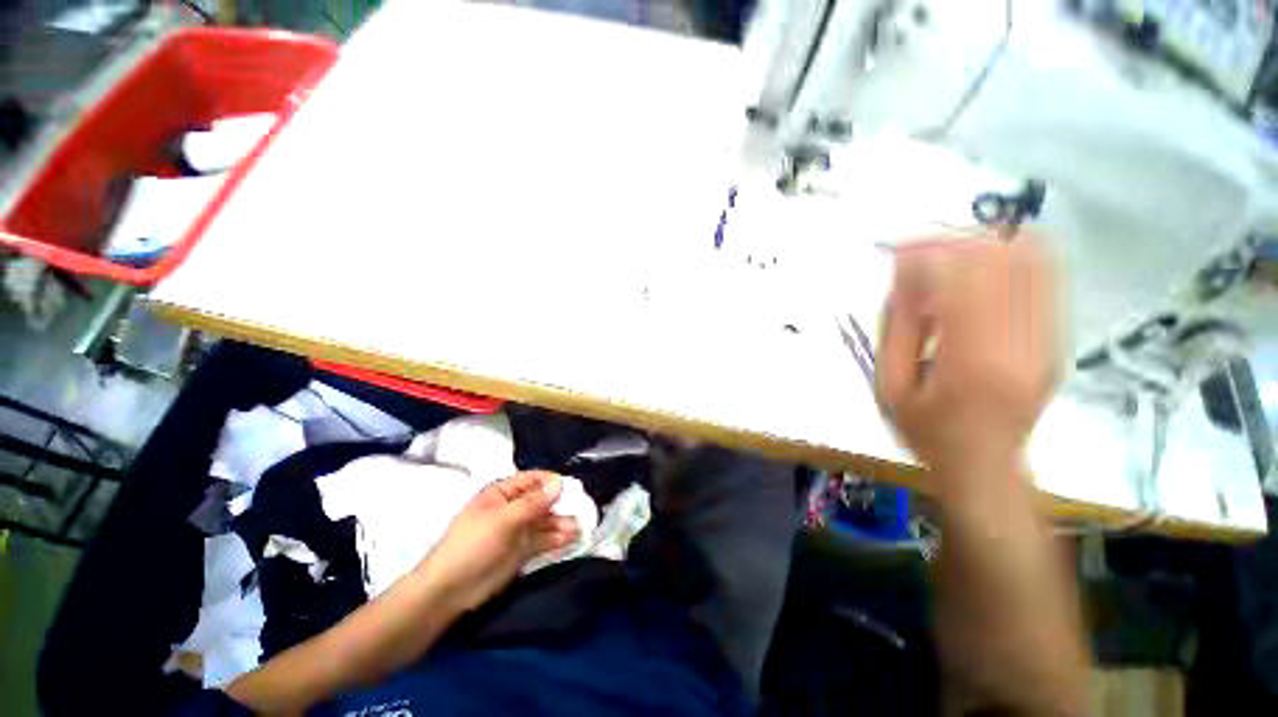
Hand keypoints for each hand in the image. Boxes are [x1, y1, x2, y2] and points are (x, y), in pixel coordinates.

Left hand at [420, 471, 578, 610]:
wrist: (449, 592)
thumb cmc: (472, 545)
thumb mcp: (502, 520)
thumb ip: (533, 503)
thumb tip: (560, 483)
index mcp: (502, 493)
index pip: (532, 480)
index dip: (552, 482)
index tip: (572, 488)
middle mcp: (513, 508)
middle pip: (542, 500)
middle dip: (561, 505)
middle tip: (582, 510)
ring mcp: (518, 530)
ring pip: (545, 521)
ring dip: (562, 523)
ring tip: (579, 528)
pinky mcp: (522, 551)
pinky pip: (543, 540)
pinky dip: (557, 539)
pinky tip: (571, 539)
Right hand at [876, 234, 1061, 500]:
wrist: (986, 465)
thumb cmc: (927, 430)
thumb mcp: (889, 385)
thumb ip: (897, 328)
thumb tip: (906, 275)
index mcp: (975, 361)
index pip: (962, 279)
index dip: (929, 254)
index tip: (900, 253)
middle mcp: (1023, 342)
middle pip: (1001, 259)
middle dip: (955, 244)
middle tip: (921, 255)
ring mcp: (1048, 337)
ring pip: (1030, 258)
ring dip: (984, 246)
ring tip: (948, 261)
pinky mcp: (1057, 336)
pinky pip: (1043, 275)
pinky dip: (1009, 259)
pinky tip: (978, 273)